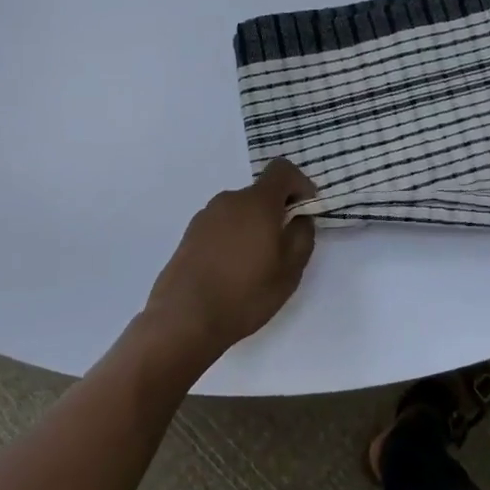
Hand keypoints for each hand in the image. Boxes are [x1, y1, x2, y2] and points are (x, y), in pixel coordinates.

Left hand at [142, 159, 317, 360]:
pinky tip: (231, 272)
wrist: (183, 319)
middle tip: (283, 248)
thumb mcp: (290, 270)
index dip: (300, 184)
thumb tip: (299, 218)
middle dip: (276, 212)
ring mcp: (205, 216)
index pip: (282, 170)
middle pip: (260, 193)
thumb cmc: (245, 293)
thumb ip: (302, 236)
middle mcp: (229, 200)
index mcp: (257, 202)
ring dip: (253, 227)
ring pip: (240, 211)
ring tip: (255, 265)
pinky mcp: (189, 235)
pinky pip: (221, 226)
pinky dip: (233, 239)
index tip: (305, 209)